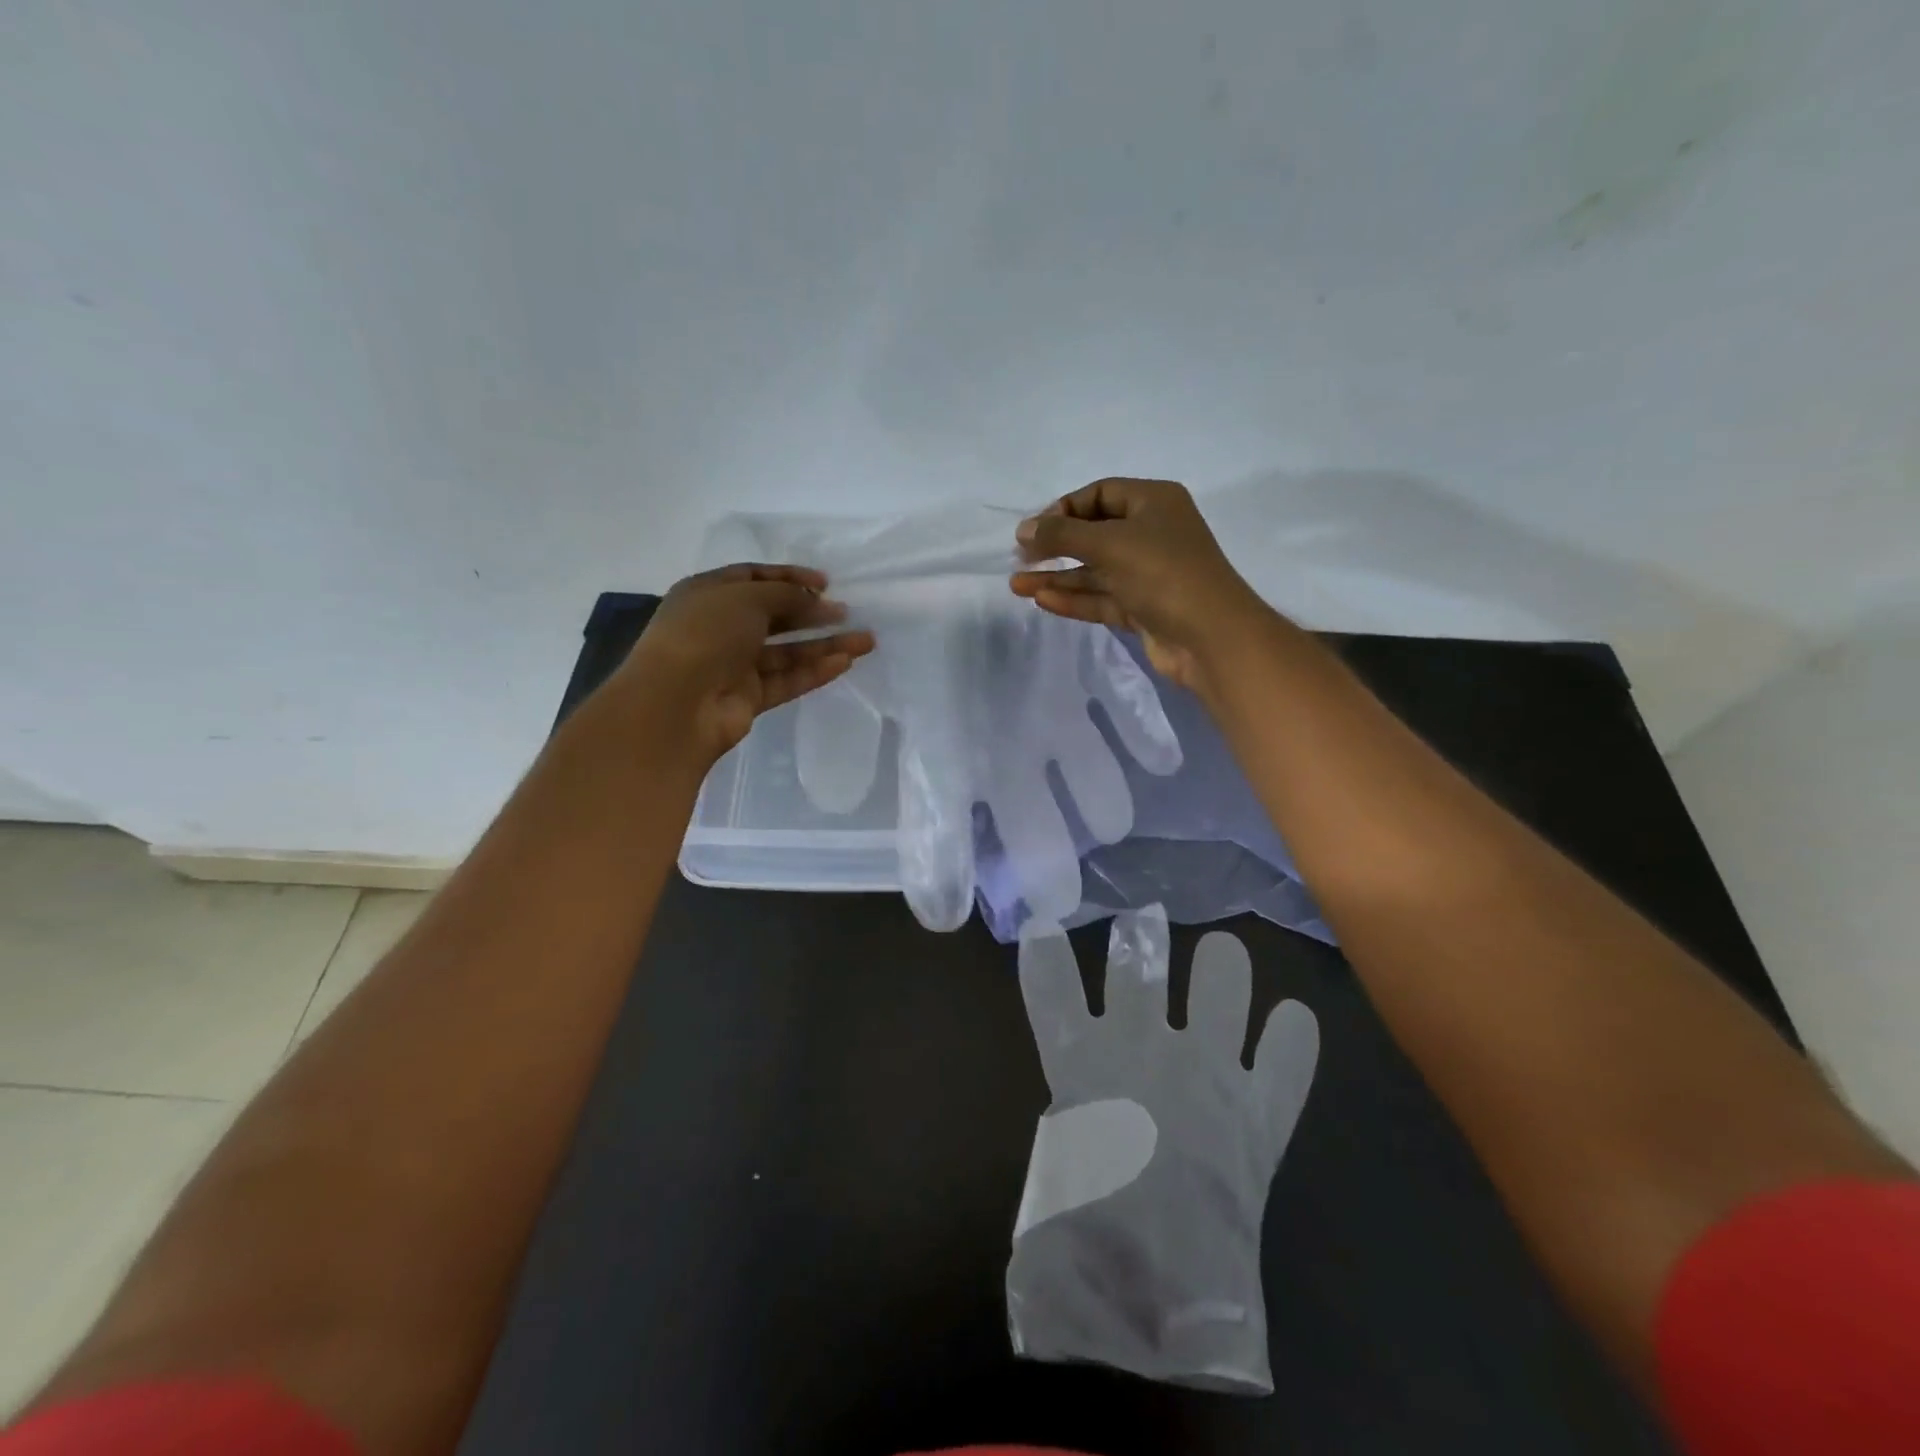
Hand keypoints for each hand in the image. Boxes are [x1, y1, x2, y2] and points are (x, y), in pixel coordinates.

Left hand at [623, 564, 875, 760]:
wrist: (676, 703)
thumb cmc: (705, 634)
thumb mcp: (746, 598)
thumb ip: (787, 595)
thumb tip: (817, 601)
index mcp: (707, 594)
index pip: (753, 578)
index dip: (790, 577)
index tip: (825, 582)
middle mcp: (720, 627)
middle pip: (774, 616)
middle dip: (812, 612)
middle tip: (847, 611)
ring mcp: (734, 665)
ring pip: (787, 651)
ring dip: (824, 644)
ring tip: (865, 640)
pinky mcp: (748, 698)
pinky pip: (787, 679)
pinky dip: (814, 671)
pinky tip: (845, 662)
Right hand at [1010, 478, 1273, 695]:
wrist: (1210, 636)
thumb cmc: (1162, 573)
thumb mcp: (1109, 543)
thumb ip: (1061, 535)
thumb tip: (1023, 529)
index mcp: (1154, 502)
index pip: (1100, 494)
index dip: (1064, 508)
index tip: (1034, 530)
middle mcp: (1152, 534)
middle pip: (1094, 533)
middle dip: (1056, 546)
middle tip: (1020, 557)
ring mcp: (1148, 574)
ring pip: (1094, 571)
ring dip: (1057, 577)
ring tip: (1016, 584)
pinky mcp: (1143, 609)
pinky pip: (1102, 598)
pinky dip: (1074, 598)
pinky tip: (1042, 600)